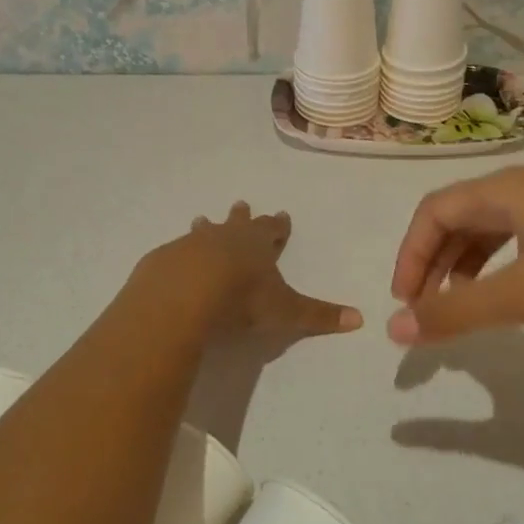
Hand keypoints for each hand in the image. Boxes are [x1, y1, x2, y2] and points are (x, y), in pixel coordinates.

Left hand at [155, 202, 361, 337]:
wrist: (183, 296)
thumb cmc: (241, 299)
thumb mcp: (285, 311)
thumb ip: (318, 316)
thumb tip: (360, 320)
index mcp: (256, 244)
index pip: (272, 229)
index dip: (278, 225)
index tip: (282, 215)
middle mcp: (225, 237)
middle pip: (235, 222)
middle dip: (241, 216)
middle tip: (241, 204)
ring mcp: (190, 245)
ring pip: (202, 232)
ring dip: (205, 228)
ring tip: (200, 220)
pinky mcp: (163, 260)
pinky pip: (174, 253)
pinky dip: (178, 255)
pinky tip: (174, 261)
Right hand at [386, 164, 523, 344]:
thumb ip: (457, 311)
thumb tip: (395, 328)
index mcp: (507, 189)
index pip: (433, 211)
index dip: (410, 255)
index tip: (406, 303)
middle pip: (460, 214)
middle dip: (435, 260)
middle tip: (429, 308)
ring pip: (493, 225)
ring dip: (467, 262)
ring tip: (464, 303)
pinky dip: (502, 261)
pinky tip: (514, 288)